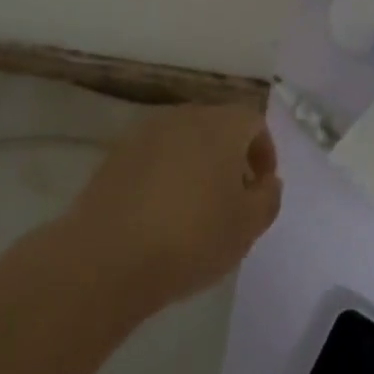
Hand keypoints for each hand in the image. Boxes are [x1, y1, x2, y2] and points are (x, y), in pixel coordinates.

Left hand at [64, 102, 281, 316]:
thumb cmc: (190, 238)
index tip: (260, 188)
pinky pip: (153, 156)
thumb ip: (268, 198)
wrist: (106, 257)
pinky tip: (158, 212)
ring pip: (183, 139)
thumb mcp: (247, 227)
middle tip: (231, 198)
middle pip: (217, 125)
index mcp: (221, 125)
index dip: (264, 152)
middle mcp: (184, 116)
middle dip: (229, 156)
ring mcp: (145, 132)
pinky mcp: (115, 154)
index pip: (253, 122)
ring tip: (194, 208)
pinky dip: (164, 174)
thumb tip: (266, 181)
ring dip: (195, 164)